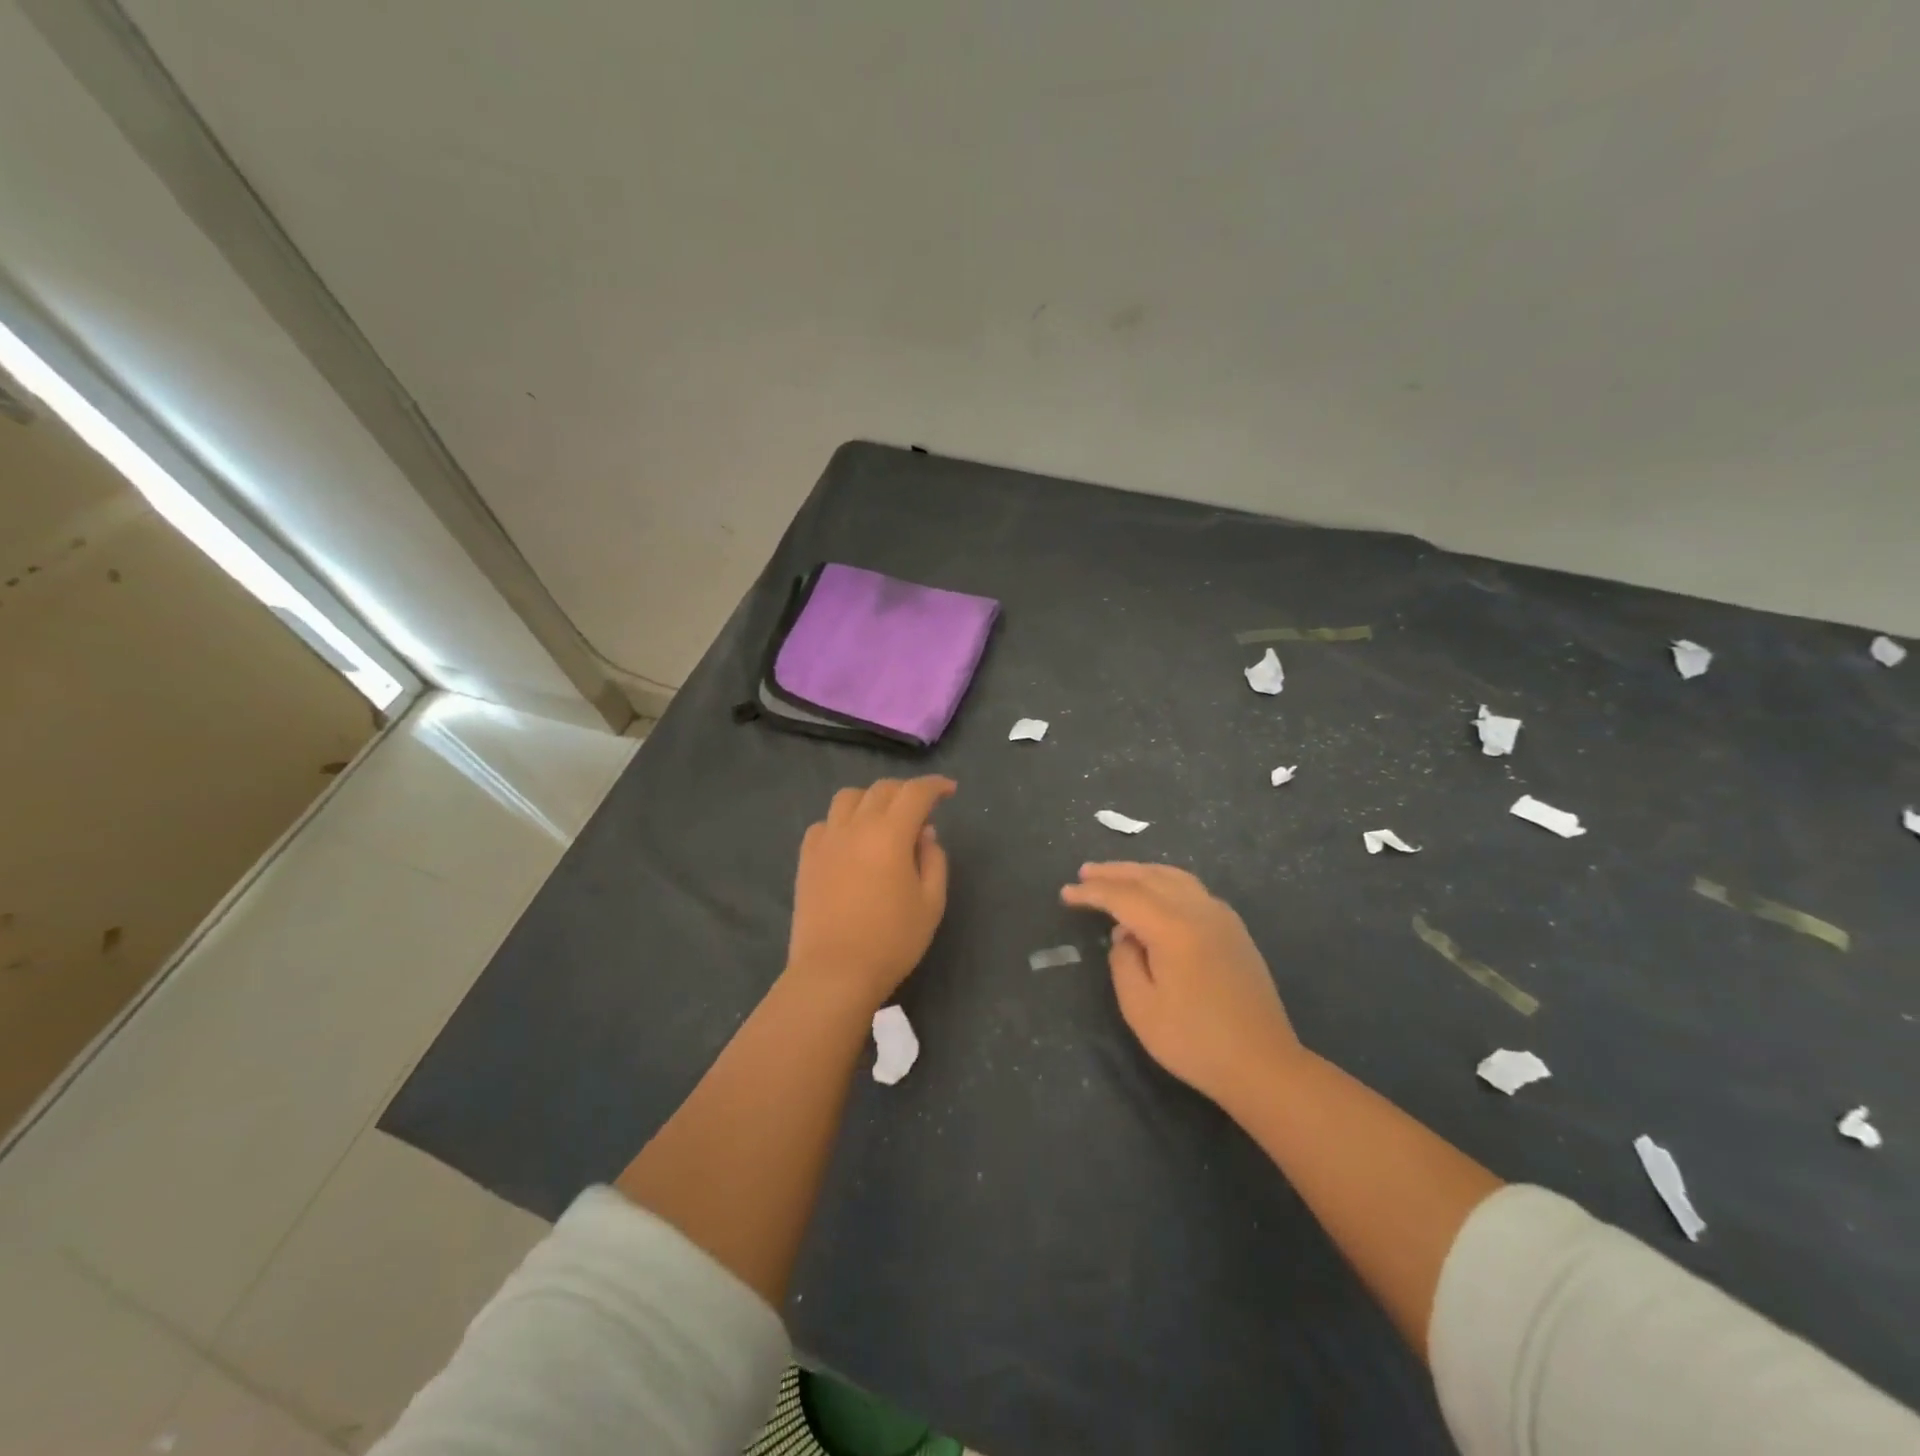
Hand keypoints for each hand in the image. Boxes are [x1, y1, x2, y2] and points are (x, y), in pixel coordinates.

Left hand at [786, 776, 955, 1012]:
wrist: (834, 972)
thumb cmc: (891, 941)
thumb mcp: (931, 903)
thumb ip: (934, 860)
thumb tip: (924, 833)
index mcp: (890, 834)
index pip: (915, 793)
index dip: (935, 786)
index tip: (949, 791)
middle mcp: (856, 826)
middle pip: (882, 789)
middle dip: (906, 791)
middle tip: (921, 810)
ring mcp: (827, 840)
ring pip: (848, 797)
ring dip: (871, 799)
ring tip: (883, 820)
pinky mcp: (807, 857)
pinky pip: (825, 823)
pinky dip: (843, 822)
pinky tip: (851, 842)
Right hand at [1061, 863, 1299, 1105]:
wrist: (1263, 1064)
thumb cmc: (1194, 1041)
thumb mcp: (1140, 1007)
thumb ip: (1123, 961)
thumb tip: (1126, 935)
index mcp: (1173, 927)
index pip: (1123, 897)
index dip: (1092, 892)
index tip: (1066, 894)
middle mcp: (1199, 910)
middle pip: (1150, 876)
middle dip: (1114, 873)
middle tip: (1084, 873)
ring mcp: (1221, 917)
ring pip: (1174, 877)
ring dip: (1141, 873)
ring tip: (1115, 876)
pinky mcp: (1234, 929)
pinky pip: (1192, 889)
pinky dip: (1165, 882)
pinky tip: (1155, 895)